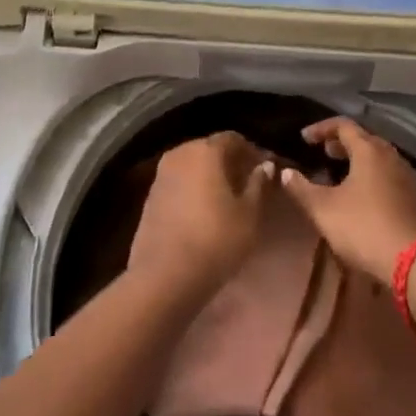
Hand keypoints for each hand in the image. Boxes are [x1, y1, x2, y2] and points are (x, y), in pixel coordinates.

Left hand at [127, 132, 274, 297]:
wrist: (164, 277)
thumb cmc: (215, 240)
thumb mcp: (249, 215)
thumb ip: (258, 185)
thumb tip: (264, 167)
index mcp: (205, 150)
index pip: (233, 139)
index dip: (252, 152)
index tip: (265, 170)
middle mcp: (180, 153)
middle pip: (210, 149)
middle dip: (230, 162)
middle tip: (248, 183)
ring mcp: (161, 174)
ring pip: (193, 165)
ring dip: (210, 176)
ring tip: (228, 199)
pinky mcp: (150, 196)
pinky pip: (179, 182)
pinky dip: (194, 189)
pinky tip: (204, 211)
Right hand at [279, 117, 415, 284]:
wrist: (415, 261)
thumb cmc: (364, 227)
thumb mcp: (324, 209)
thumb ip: (302, 189)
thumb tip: (285, 173)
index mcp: (369, 150)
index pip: (343, 125)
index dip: (321, 128)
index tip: (304, 138)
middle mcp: (390, 155)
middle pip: (364, 138)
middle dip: (341, 143)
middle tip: (323, 152)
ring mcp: (406, 176)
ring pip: (378, 157)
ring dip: (357, 159)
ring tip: (340, 173)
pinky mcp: (415, 197)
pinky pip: (388, 174)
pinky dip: (371, 175)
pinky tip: (362, 195)